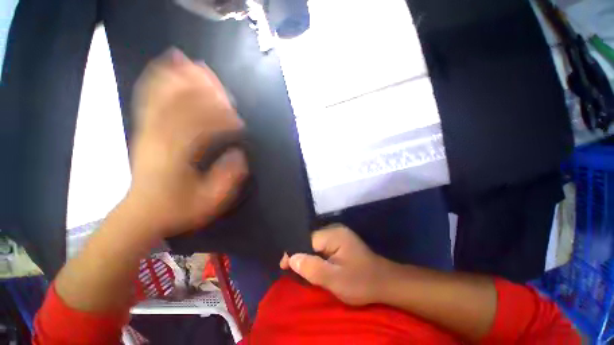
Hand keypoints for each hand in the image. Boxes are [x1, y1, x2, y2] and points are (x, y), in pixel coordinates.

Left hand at [127, 49, 247, 237]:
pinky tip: (165, 71)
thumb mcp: (210, 202)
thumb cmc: (178, 209)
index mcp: (179, 156)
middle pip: (182, 104)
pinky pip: (148, 101)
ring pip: (163, 97)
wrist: (141, 213)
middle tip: (219, 80)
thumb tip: (239, 154)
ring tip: (191, 63)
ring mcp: (148, 131)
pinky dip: (156, 82)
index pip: (203, 126)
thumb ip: (227, 179)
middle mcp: (161, 138)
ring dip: (179, 78)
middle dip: (202, 89)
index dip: (223, 119)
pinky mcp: (143, 130)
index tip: (239, 121)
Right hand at [280, 225, 388, 305]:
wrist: (385, 283)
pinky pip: (322, 247)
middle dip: (300, 255)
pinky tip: (314, 266)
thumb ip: (312, 268)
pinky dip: (316, 257)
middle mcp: (335, 230)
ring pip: (315, 244)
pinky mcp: (341, 242)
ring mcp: (338, 235)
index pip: (307, 239)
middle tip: (291, 270)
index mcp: (333, 234)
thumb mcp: (335, 280)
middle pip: (310, 240)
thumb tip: (291, 258)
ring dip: (308, 257)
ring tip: (300, 269)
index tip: (284, 266)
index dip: (294, 252)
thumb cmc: (361, 282)